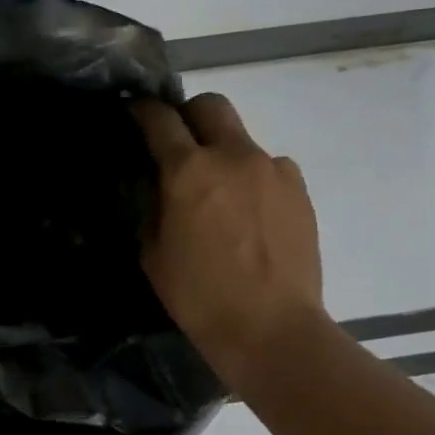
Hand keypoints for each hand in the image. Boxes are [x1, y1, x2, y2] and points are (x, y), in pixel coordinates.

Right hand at [133, 93, 326, 388]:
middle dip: (189, 114)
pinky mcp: (299, 190)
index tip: (136, 113)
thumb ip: (154, 208)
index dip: (143, 110)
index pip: (160, 119)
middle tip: (180, 143)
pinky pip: (270, 168)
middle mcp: (233, 156)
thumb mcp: (154, 255)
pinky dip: (254, 179)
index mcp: (188, 171)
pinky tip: (252, 214)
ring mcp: (273, 170)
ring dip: (224, 154)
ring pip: (242, 140)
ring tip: (221, 195)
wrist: (272, 328)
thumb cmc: (200, 297)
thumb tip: (160, 186)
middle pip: (210, 105)